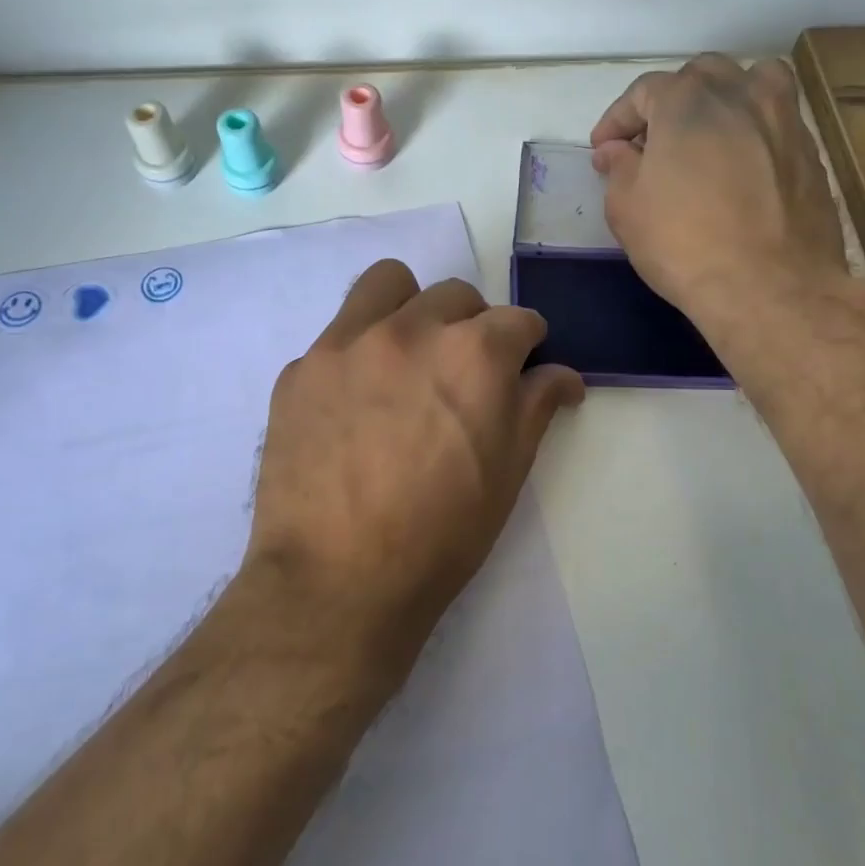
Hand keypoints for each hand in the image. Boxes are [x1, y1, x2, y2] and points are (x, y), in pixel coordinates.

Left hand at [244, 260, 584, 660]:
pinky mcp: (301, 367)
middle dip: (472, 326)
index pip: (518, 321)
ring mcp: (347, 342)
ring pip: (388, 284)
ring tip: (407, 356)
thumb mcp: (508, 473)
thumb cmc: (441, 535)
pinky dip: (358, 353)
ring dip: (410, 308)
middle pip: (455, 295)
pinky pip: (339, 335)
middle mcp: (411, 329)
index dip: (528, 345)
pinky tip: (353, 404)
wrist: (337, 581)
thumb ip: (536, 407)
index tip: (523, 366)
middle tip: (463, 374)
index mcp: (474, 354)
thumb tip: (564, 375)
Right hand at [591, 54, 850, 336]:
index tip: (604, 149)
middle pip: (702, 75)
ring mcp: (784, 120)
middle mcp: (741, 94)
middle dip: (671, 100)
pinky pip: (778, 121)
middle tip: (654, 141)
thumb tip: (616, 150)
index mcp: (688, 101)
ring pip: (754, 82)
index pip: (644, 91)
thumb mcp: (627, 208)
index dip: (618, 119)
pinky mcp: (810, 152)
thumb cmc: (683, 244)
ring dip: (724, 98)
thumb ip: (619, 168)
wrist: (769, 286)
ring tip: (709, 133)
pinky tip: (743, 165)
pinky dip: (754, 130)